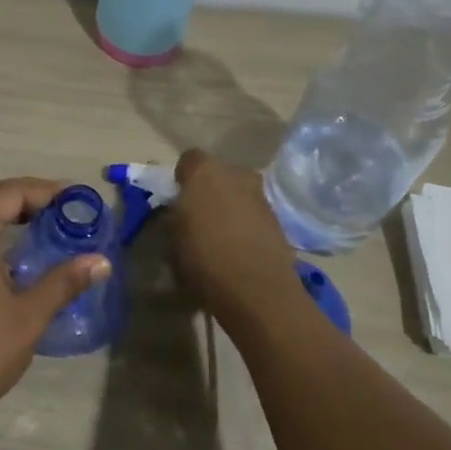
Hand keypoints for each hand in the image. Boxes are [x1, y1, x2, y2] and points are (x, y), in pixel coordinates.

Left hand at [0, 178, 110, 429]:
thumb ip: (63, 282)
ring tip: (44, 226)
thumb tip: (100, 261)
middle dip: (26, 195)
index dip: (44, 190)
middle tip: (62, 209)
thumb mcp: (28, 317)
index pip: (10, 192)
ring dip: (8, 212)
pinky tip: (13, 256)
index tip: (76, 198)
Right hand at [169, 150, 304, 327]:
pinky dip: (247, 226)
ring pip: (239, 194)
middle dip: (210, 190)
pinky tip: (239, 250)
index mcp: (204, 171)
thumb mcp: (172, 239)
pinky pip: (254, 215)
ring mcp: (261, 196)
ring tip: (221, 237)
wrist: (257, 290)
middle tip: (200, 217)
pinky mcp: (278, 221)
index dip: (183, 178)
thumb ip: (175, 217)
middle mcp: (236, 174)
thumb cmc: (204, 258)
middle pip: (219, 175)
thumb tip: (180, 213)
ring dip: (231, 208)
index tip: (178, 199)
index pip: (189, 159)